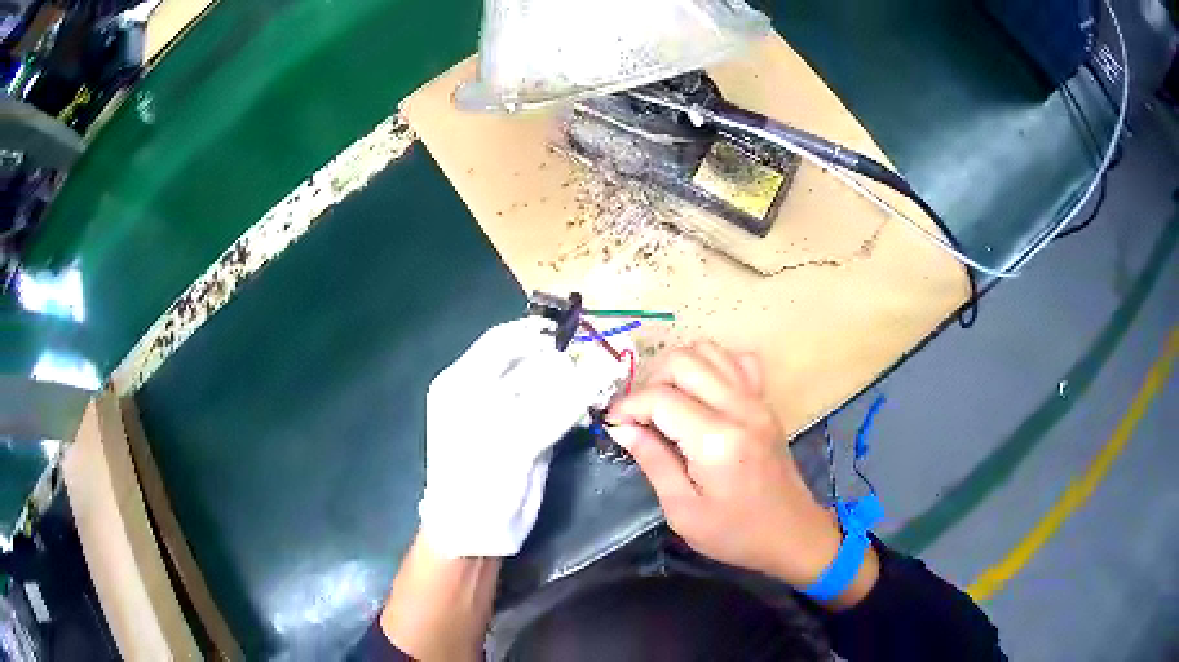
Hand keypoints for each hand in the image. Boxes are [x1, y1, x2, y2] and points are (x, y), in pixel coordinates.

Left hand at [419, 317, 623, 557]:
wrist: (475, 533)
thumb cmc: (478, 481)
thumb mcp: (513, 439)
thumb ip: (558, 402)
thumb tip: (601, 368)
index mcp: (464, 381)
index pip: (503, 341)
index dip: (539, 334)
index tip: (577, 334)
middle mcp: (483, 390)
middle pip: (527, 360)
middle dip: (562, 358)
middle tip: (598, 358)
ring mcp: (506, 412)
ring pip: (544, 383)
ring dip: (573, 380)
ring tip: (601, 377)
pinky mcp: (526, 433)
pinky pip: (553, 407)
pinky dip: (573, 402)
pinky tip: (592, 401)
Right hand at [607, 343, 843, 588]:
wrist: (791, 533)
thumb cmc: (735, 533)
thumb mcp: (683, 511)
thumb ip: (653, 462)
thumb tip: (621, 427)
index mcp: (716, 441)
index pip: (660, 398)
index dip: (628, 406)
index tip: (613, 424)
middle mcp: (739, 409)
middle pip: (684, 361)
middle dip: (650, 380)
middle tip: (640, 415)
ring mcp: (757, 401)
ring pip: (710, 351)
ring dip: (679, 369)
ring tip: (666, 402)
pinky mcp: (766, 402)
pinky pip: (738, 361)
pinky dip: (713, 366)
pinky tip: (703, 393)